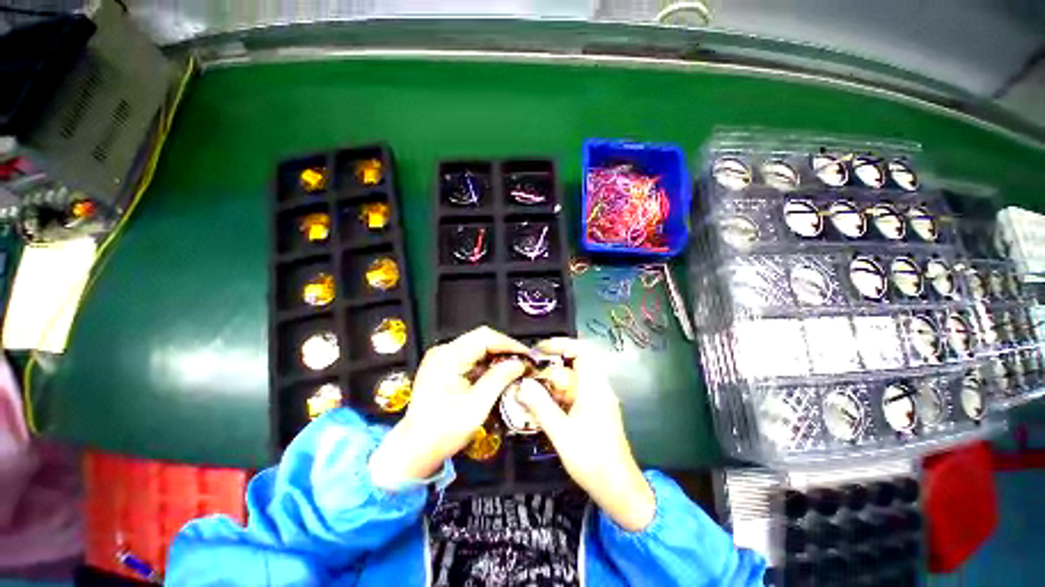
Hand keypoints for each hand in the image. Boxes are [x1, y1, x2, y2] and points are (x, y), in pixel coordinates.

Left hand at [370, 326, 527, 488]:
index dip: (510, 344)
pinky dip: (486, 365)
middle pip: (481, 339)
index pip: (485, 337)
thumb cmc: (443, 430)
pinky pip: (470, 358)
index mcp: (449, 356)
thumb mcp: (477, 405)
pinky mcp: (443, 368)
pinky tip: (497, 375)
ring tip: (514, 369)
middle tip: (523, 362)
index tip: (528, 355)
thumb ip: (499, 379)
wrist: (414, 450)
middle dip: (505, 349)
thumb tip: (519, 364)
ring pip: (477, 348)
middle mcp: (444, 351)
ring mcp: (442, 359)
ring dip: (497, 357)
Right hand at [519, 338, 655, 531]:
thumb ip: (541, 406)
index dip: (561, 344)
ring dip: (552, 386)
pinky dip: (559, 397)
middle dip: (550, 371)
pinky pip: (575, 394)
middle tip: (529, 381)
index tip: (539, 350)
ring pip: (573, 382)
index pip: (582, 351)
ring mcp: (598, 400)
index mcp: (594, 388)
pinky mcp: (596, 411)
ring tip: (532, 395)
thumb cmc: (592, 460)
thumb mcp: (561, 433)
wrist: (618, 489)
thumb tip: (522, 384)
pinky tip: (544, 409)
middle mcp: (599, 389)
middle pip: (573, 367)